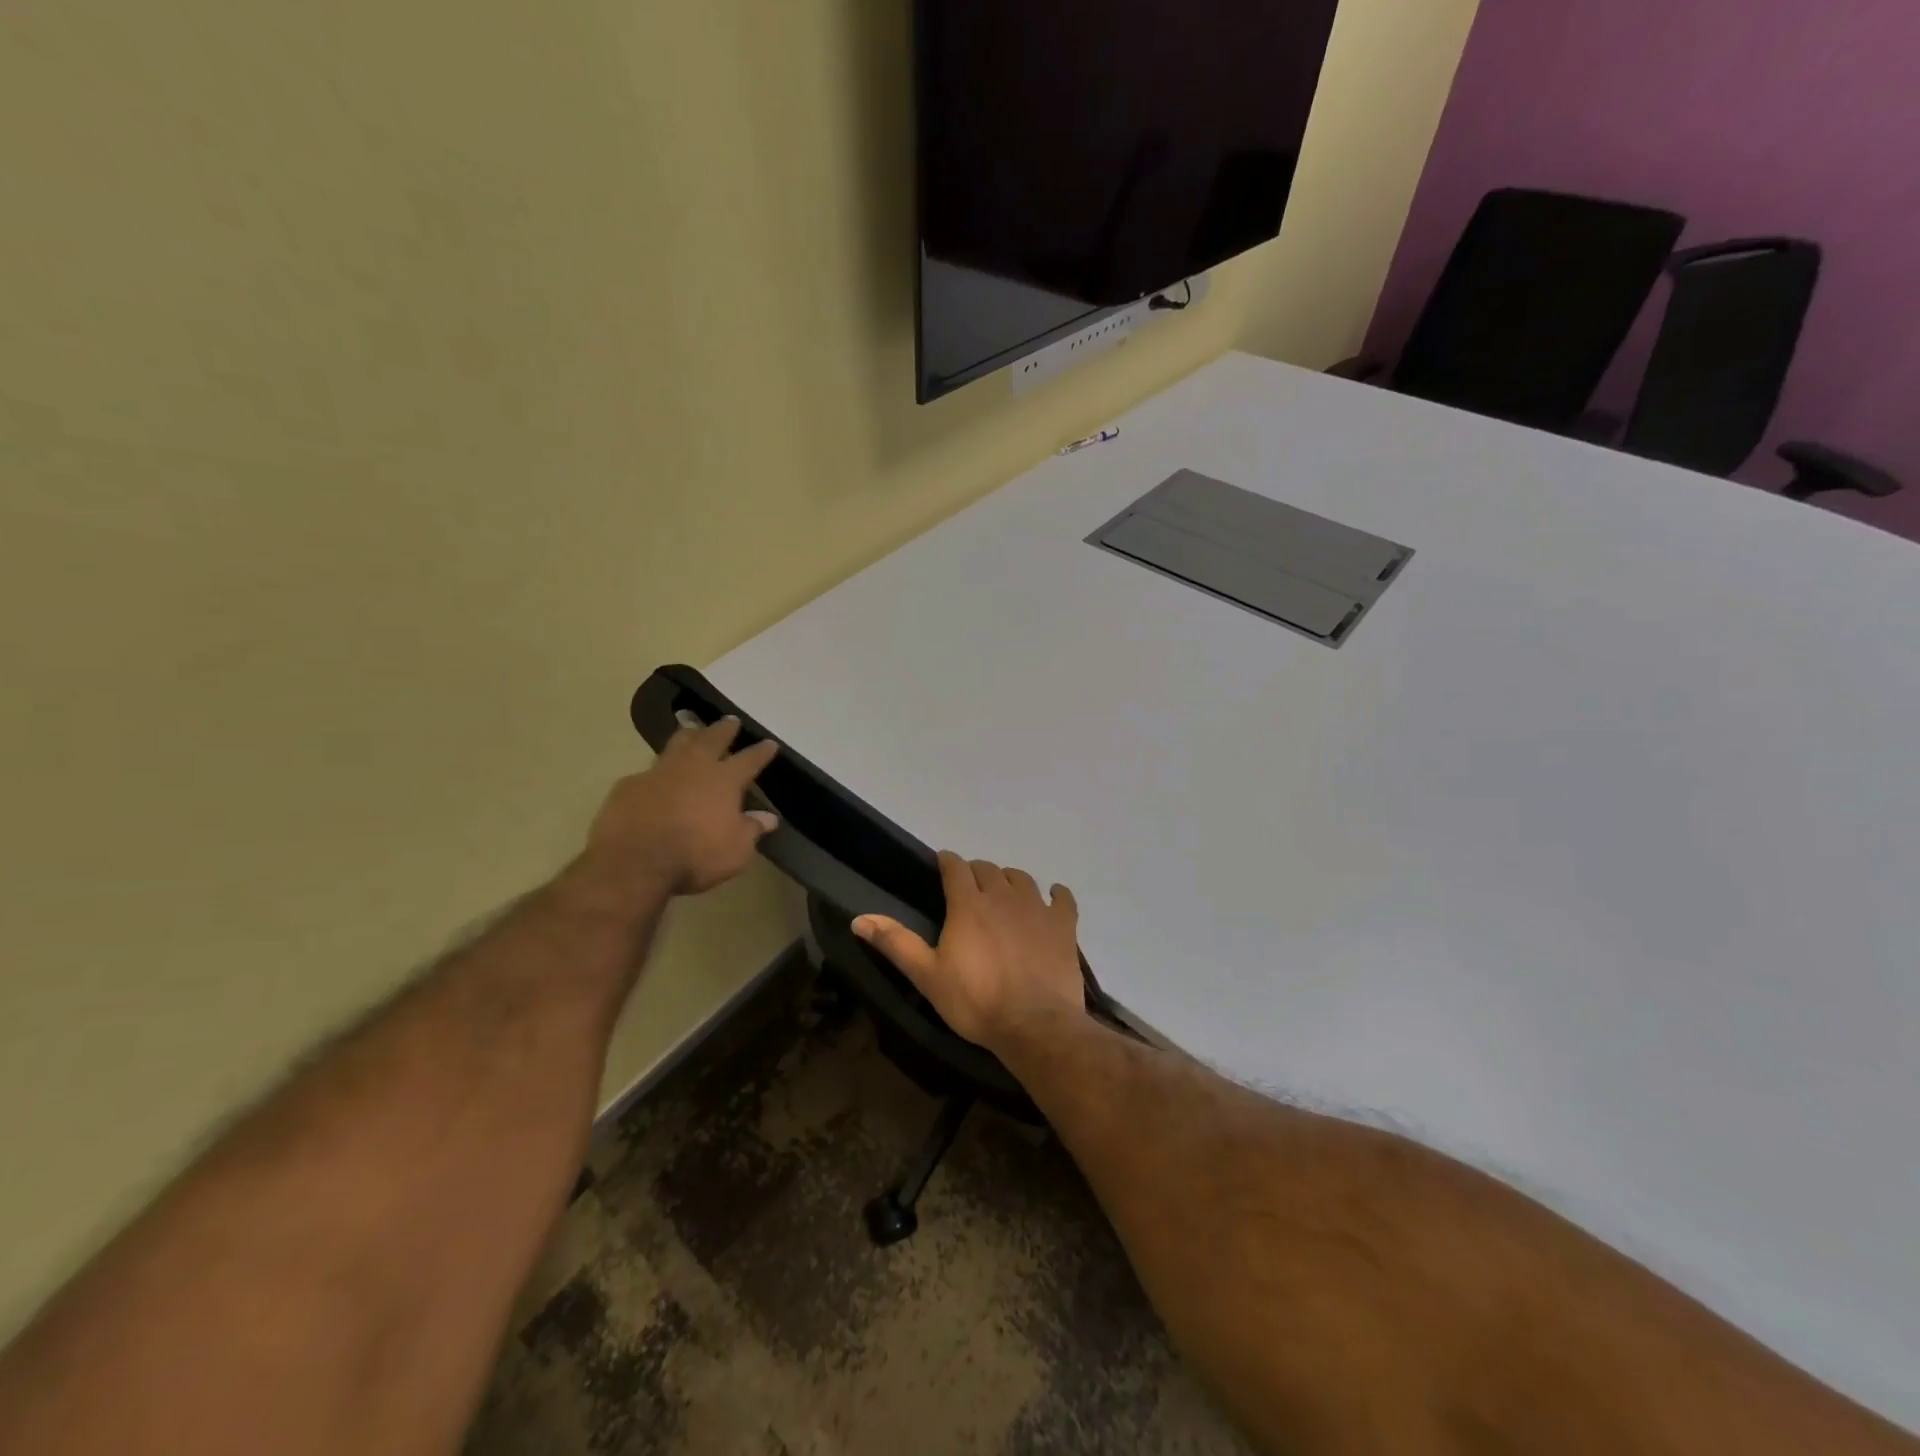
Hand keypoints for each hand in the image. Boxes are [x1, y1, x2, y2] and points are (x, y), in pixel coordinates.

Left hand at [571, 717, 779, 906]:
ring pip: (677, 744)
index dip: (761, 751)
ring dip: (688, 735)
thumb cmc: (694, 856)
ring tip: (692, 727)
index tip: (770, 743)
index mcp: (724, 780)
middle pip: (712, 739)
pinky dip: (657, 771)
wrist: (633, 862)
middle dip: (724, 729)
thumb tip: (769, 818)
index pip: (749, 760)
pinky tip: (655, 776)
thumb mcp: (735, 851)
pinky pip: (648, 771)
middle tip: (730, 721)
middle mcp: (694, 768)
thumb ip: (751, 830)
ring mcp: (659, 773)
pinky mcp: (629, 785)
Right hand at [853, 851, 1085, 1052]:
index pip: (956, 867)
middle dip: (976, 872)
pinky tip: (1052, 897)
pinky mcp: (1063, 925)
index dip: (947, 862)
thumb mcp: (927, 976)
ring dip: (1009, 880)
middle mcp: (1003, 895)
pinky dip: (1056, 894)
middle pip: (988, 869)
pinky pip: (1062, 898)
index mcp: (968, 904)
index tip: (942, 865)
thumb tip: (859, 918)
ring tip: (1003, 893)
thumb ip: (895, 943)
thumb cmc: (976, 1001)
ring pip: (1021, 878)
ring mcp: (1036, 908)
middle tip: (969, 888)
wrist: (1035, 1024)